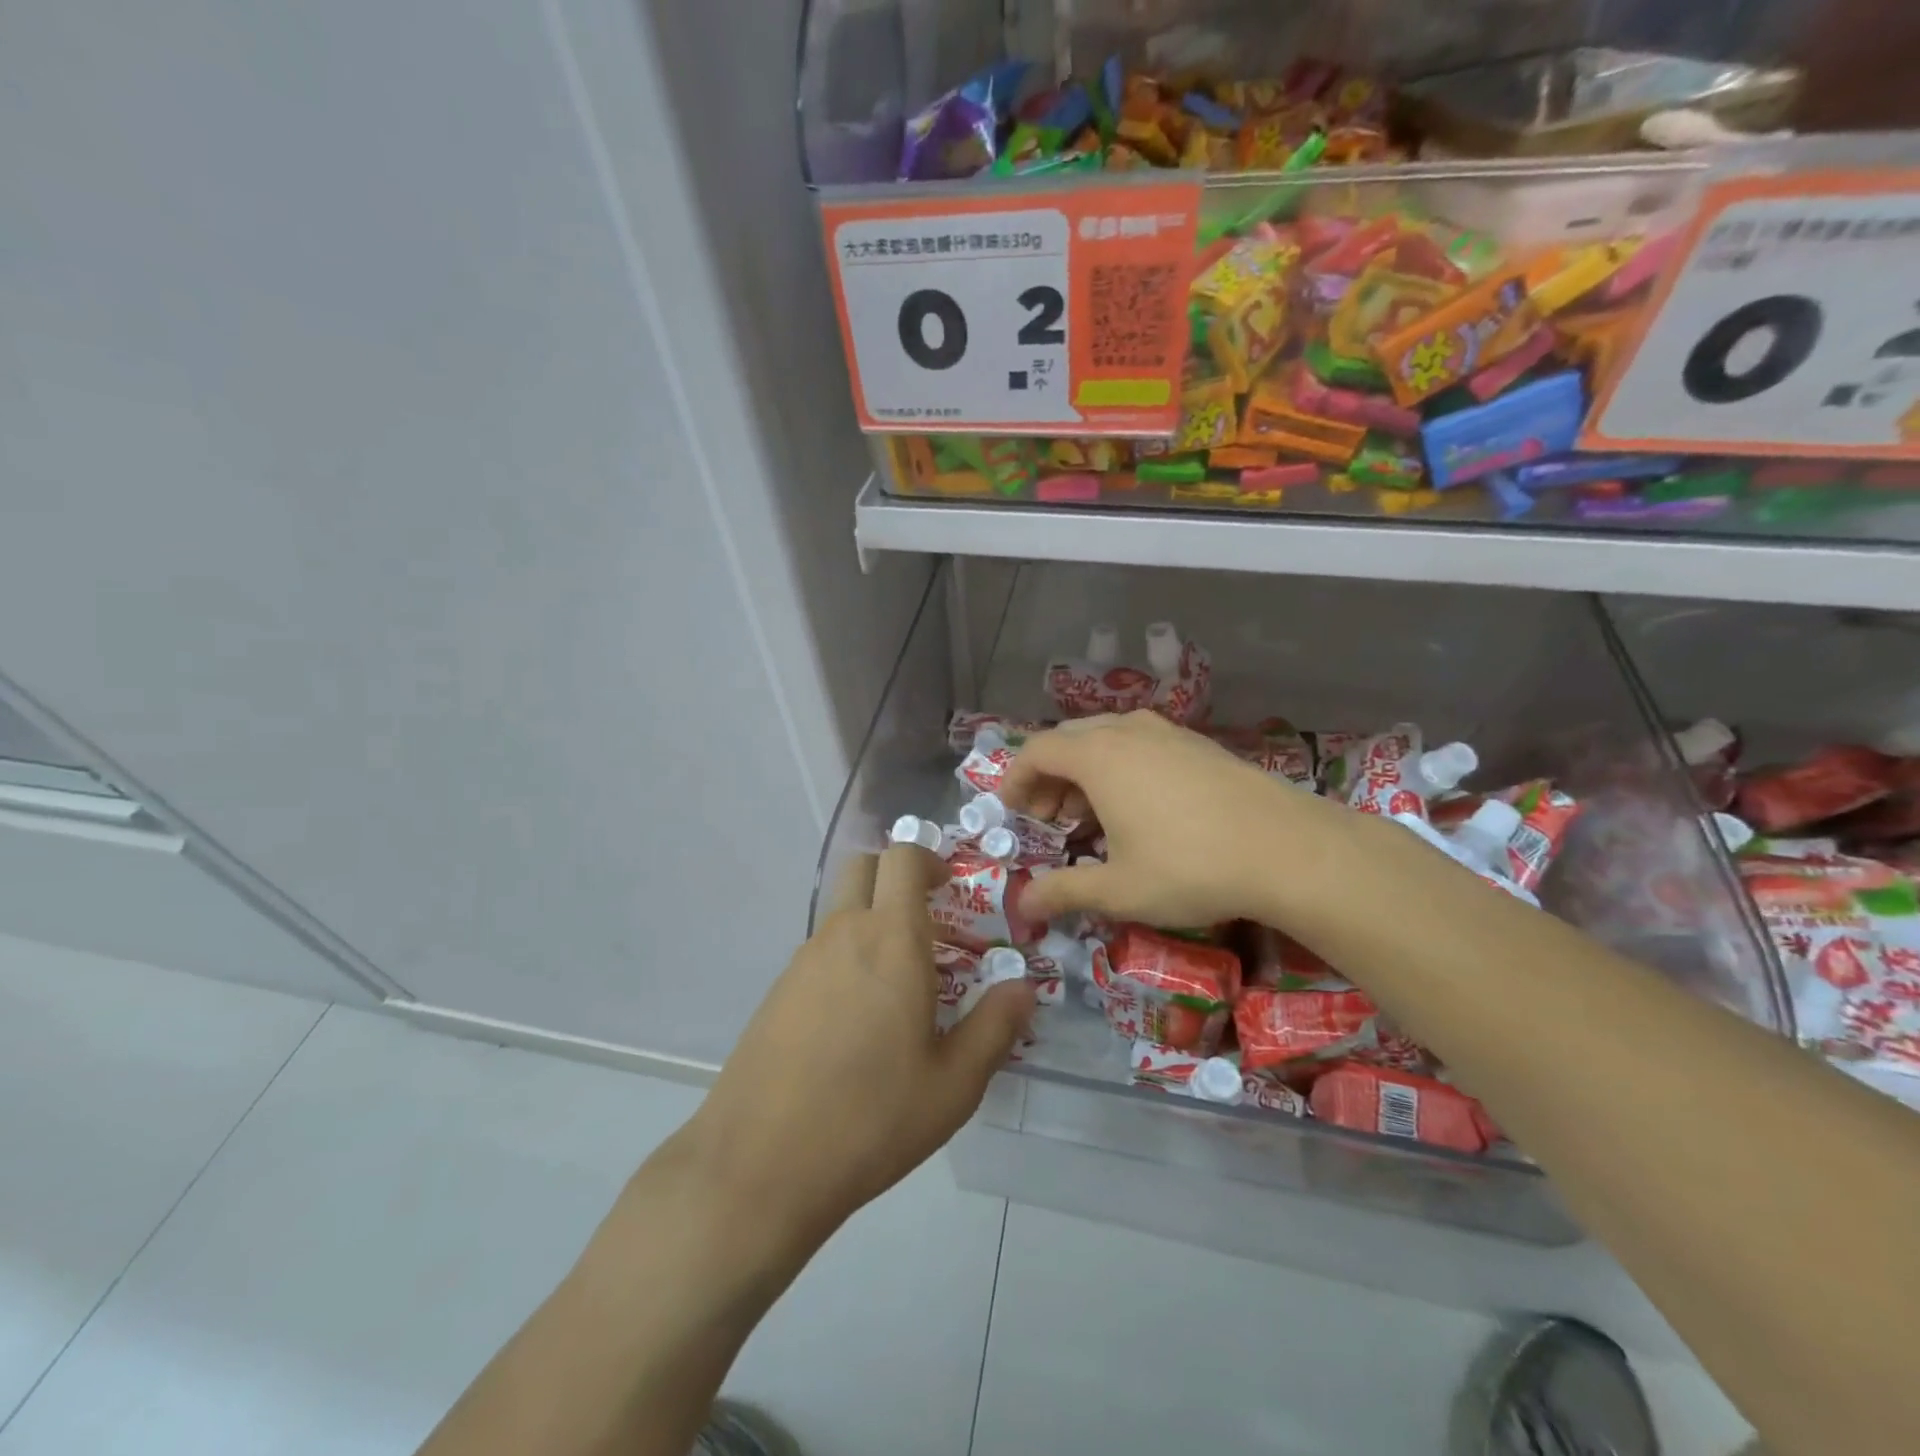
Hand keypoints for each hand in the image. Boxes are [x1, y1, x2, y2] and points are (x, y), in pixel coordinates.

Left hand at [674, 845, 1035, 1258]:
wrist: (759, 1164)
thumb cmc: (871, 1117)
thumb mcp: (953, 1084)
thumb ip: (995, 1027)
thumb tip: (1023, 988)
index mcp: (891, 939)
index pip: (902, 859)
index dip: (928, 860)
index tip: (950, 888)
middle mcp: (843, 934)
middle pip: (864, 868)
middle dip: (896, 877)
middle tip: (927, 922)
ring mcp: (803, 960)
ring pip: (842, 912)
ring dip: (872, 922)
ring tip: (899, 986)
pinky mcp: (777, 991)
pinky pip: (820, 952)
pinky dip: (846, 959)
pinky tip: (856, 1022)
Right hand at [1000, 711, 1351, 929]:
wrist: (1289, 849)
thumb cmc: (1190, 867)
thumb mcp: (1118, 889)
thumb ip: (1063, 892)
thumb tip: (1022, 907)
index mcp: (1098, 756)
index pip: (1037, 750)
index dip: (1015, 778)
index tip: (1012, 811)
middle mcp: (1128, 732)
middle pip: (1069, 739)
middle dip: (1049, 776)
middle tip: (1049, 818)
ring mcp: (1168, 733)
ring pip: (1107, 738)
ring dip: (1085, 771)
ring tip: (1091, 815)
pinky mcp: (1200, 744)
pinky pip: (1141, 744)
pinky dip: (1121, 767)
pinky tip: (1139, 807)